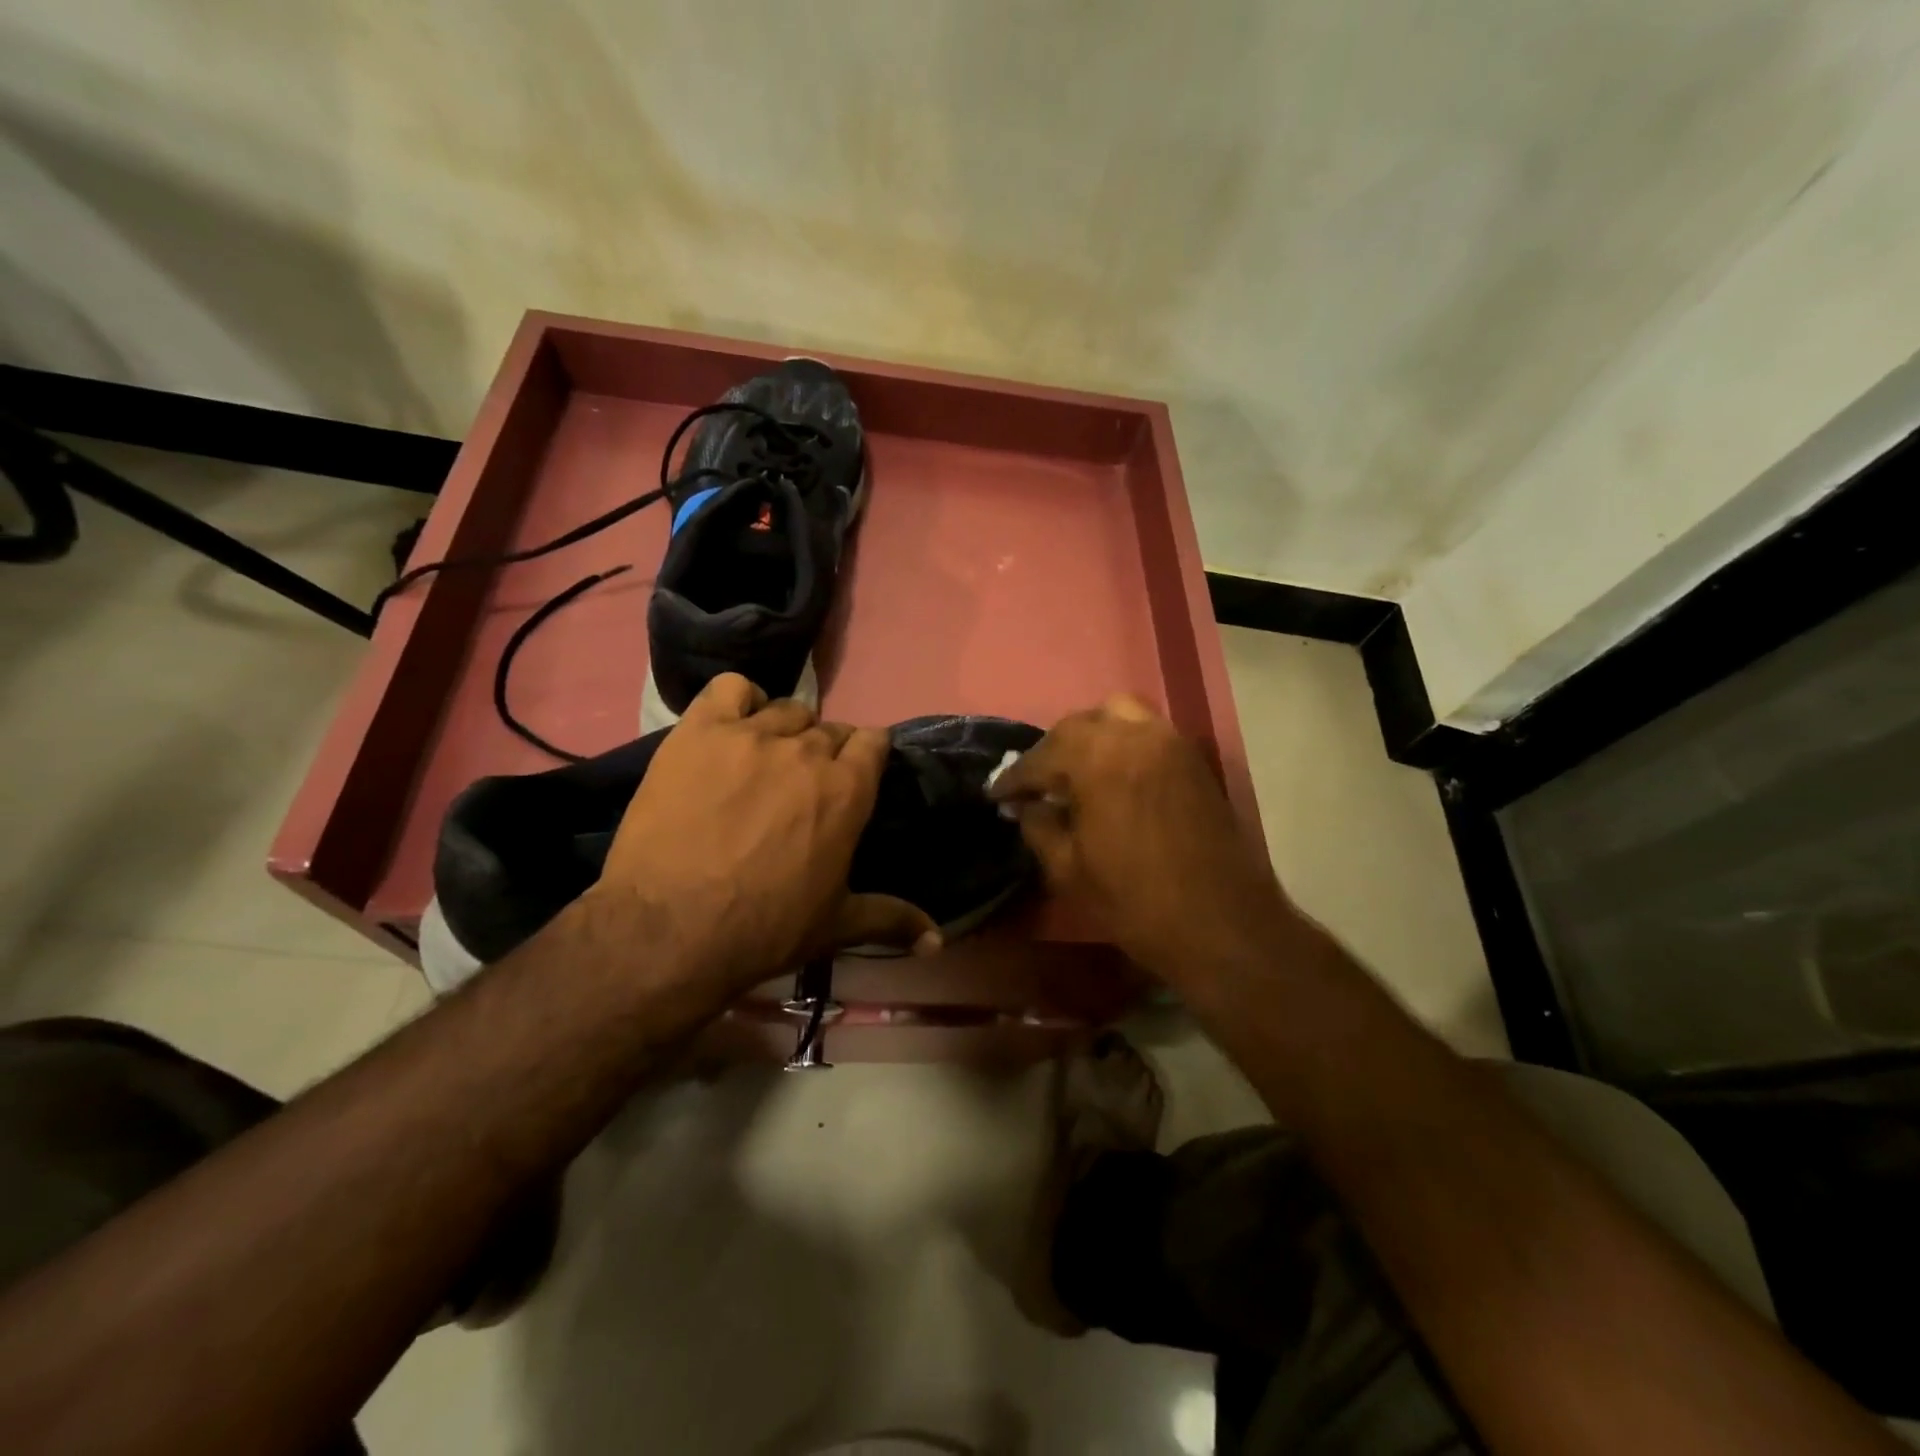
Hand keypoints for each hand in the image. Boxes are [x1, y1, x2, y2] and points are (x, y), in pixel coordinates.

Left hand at [587, 675, 938, 1000]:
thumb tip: (939, 942)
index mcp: (848, 789)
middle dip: (824, 752)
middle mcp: (807, 750)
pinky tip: (730, 729)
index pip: (874, 741)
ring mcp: (751, 735)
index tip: (853, 776)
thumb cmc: (763, 928)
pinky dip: (737, 701)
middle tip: (801, 786)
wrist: (669, 930)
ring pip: (785, 709)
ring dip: (784, 730)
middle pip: (829, 728)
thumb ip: (893, 919)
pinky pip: (731, 689)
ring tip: (763, 761)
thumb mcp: (835, 926)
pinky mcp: (700, 731)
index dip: (866, 756)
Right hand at [988, 695, 1291, 991]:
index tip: (996, 794)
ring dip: (1090, 737)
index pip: (1042, 756)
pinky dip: (1122, 743)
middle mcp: (1136, 735)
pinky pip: (1147, 733)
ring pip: (1118, 716)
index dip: (1015, 777)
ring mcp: (1171, 742)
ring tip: (1075, 772)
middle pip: (1079, 725)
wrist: (1221, 925)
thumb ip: (1038, 825)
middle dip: (1051, 752)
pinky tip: (1111, 777)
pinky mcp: (1194, 759)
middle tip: (1034, 785)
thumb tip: (1027, 805)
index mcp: (1099, 758)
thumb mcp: (1068, 869)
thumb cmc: (1135, 901)